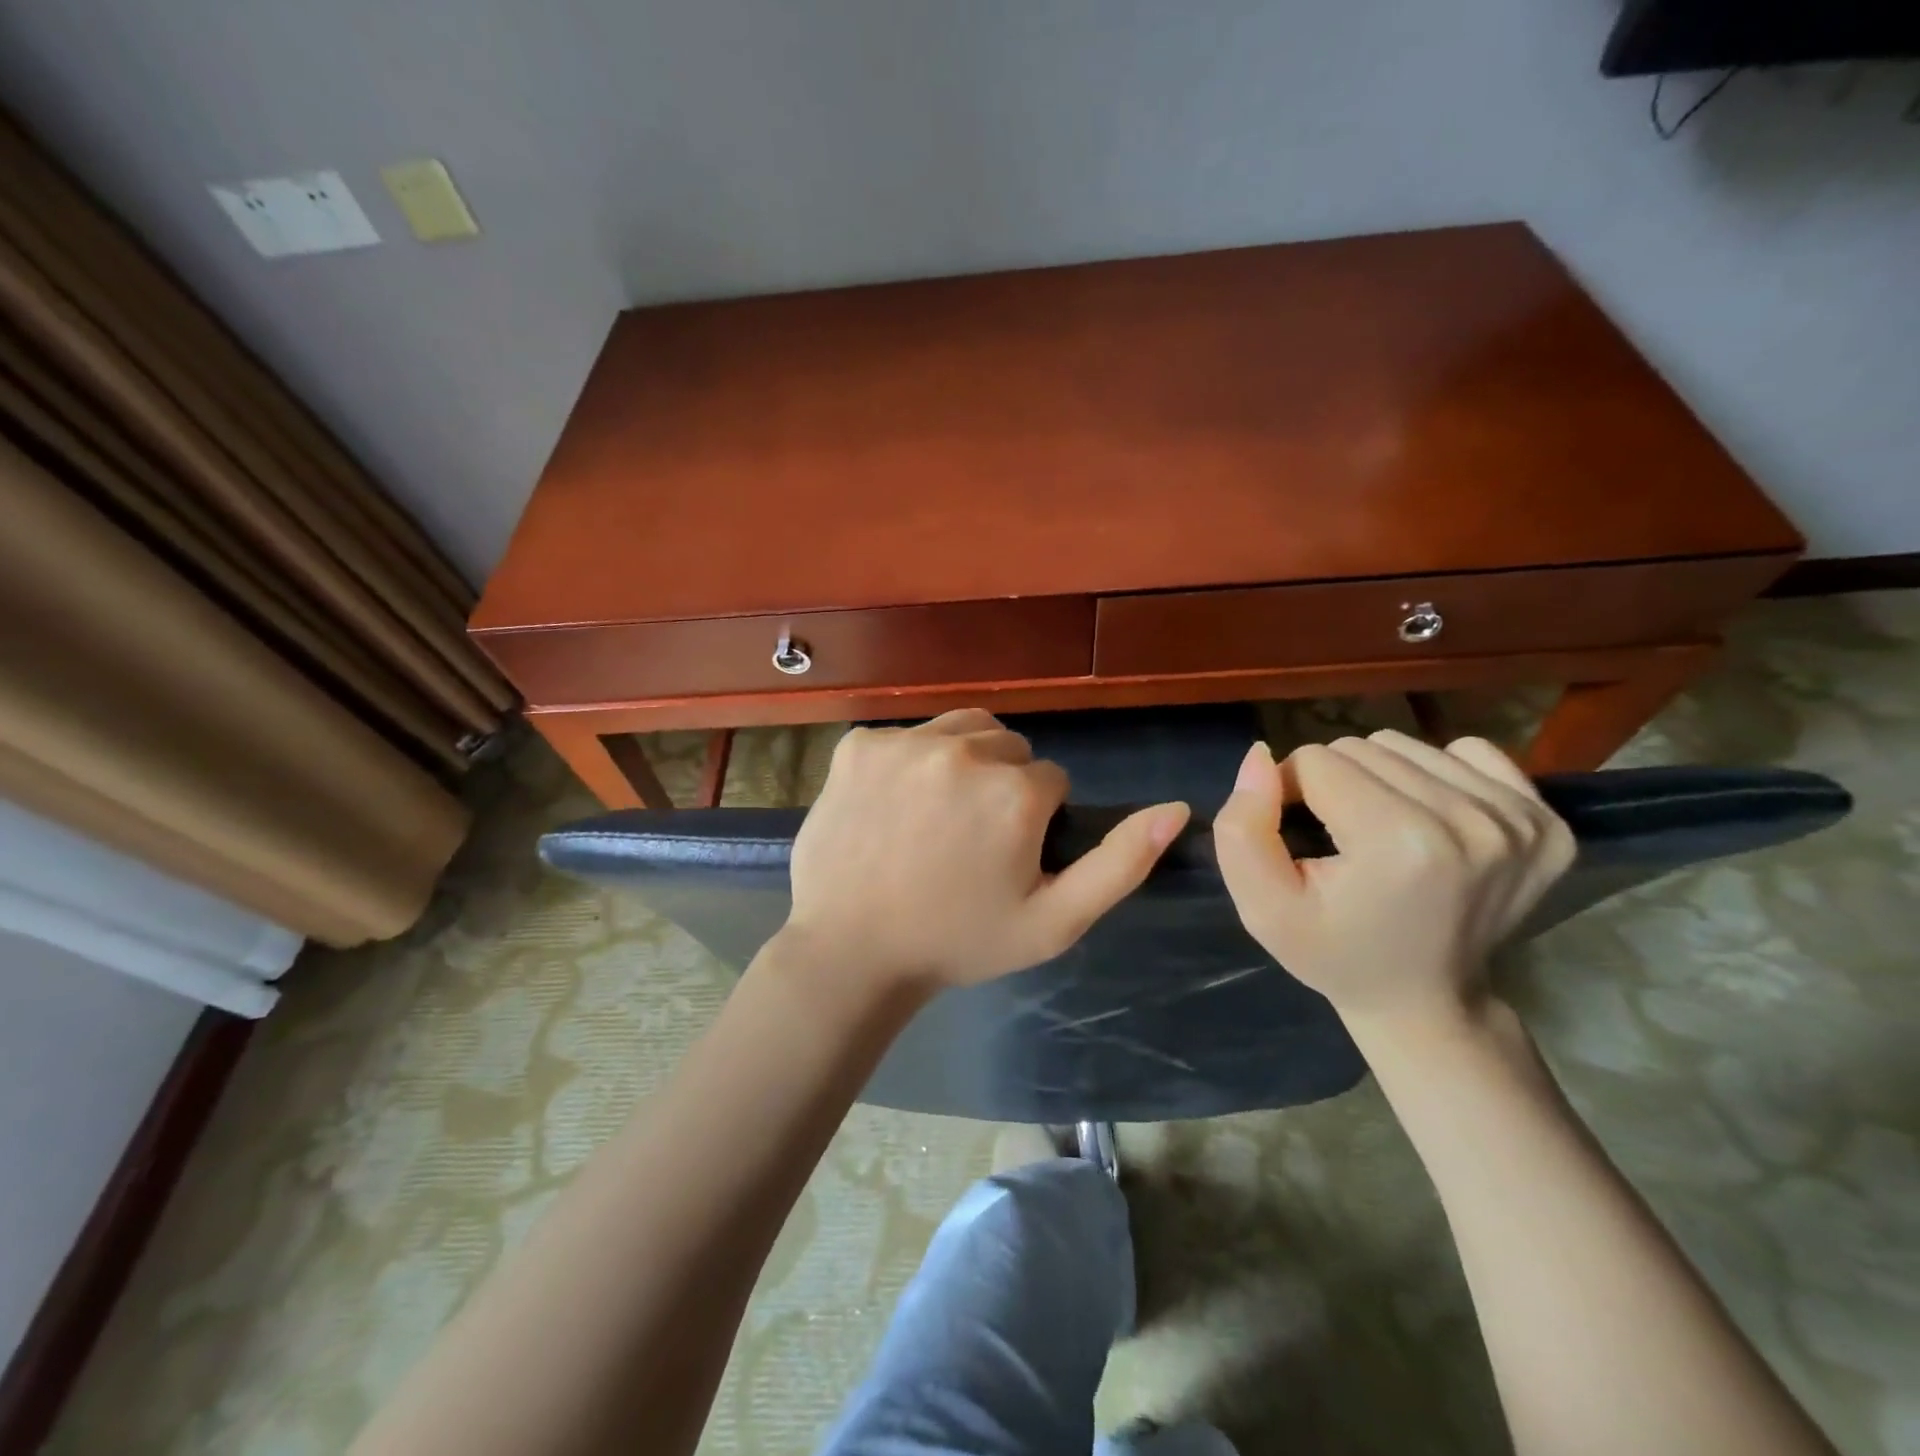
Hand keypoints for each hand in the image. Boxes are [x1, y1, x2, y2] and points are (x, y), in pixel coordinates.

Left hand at [783, 710, 1189, 989]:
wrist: (850, 952)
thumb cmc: (958, 942)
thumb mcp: (1054, 922)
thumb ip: (1120, 863)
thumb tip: (1178, 808)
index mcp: (1015, 792)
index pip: (1051, 780)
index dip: (1035, 821)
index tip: (1005, 857)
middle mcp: (963, 750)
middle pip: (1008, 747)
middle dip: (1003, 784)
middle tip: (970, 840)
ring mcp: (903, 742)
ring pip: (961, 730)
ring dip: (962, 762)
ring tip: (938, 816)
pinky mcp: (858, 744)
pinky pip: (905, 737)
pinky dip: (908, 763)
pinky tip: (892, 808)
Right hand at [1213, 730, 1574, 1026]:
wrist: (1425, 1000)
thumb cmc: (1334, 953)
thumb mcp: (1262, 906)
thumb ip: (1242, 828)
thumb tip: (1261, 757)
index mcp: (1399, 842)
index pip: (1314, 762)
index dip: (1289, 793)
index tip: (1298, 837)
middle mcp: (1471, 819)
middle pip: (1361, 747)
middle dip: (1333, 783)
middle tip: (1339, 838)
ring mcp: (1519, 819)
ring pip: (1406, 745)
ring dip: (1379, 778)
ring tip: (1380, 831)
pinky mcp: (1546, 820)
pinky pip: (1468, 752)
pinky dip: (1435, 776)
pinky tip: (1430, 820)